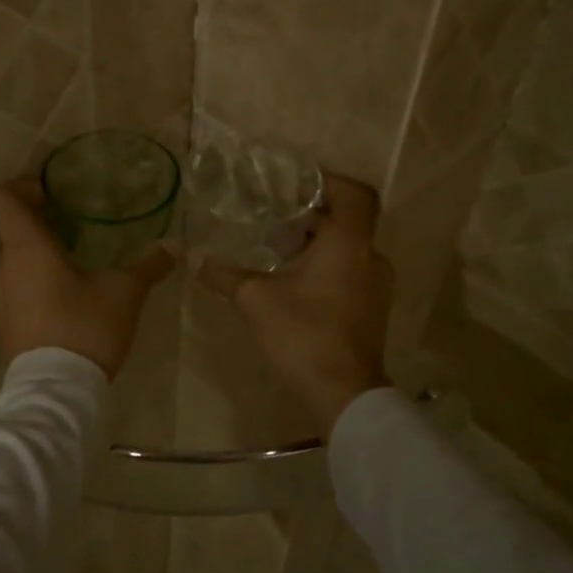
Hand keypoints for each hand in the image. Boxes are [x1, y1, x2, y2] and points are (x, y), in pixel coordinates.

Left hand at [0, 180, 173, 378]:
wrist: (55, 391)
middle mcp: (1, 266)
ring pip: (10, 261)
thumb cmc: (86, 327)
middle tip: (72, 229)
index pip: (1, 198)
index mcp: (25, 247)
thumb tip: (172, 248)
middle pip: (8, 229)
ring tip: (70, 267)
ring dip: (34, 257)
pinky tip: (61, 299)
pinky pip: (11, 289)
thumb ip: (147, 266)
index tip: (49, 194)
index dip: (21, 186)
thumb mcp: (124, 292)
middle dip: (37, 224)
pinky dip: (30, 283)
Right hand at [200, 173, 393, 430]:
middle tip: (277, 213)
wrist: (343, 392)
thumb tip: (195, 260)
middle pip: (349, 219)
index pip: (354, 193)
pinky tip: (297, 280)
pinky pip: (352, 270)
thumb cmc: (303, 334)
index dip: (327, 181)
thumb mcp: (256, 300)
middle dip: (314, 213)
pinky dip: (329, 265)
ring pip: (350, 247)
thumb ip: (226, 275)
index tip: (296, 183)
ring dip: (320, 242)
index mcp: (349, 243)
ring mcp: (377, 283)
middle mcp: (370, 256)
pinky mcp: (374, 306)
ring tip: (282, 247)